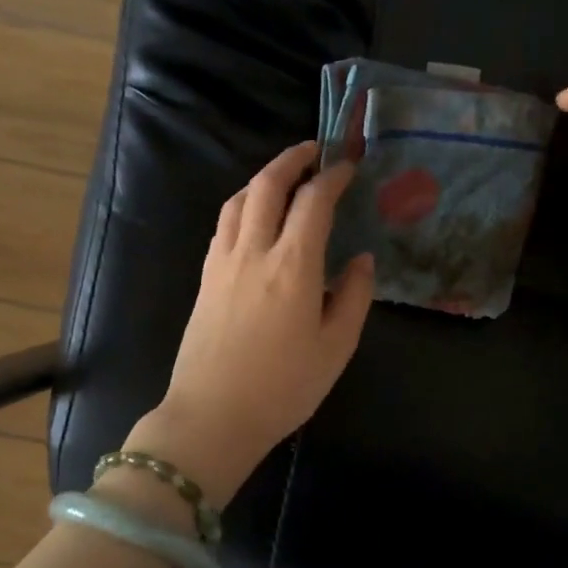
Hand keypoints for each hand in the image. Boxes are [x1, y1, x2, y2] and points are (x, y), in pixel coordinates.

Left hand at [129, 141, 374, 506]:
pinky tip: (255, 215)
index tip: (348, 166)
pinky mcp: (205, 277)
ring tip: (285, 176)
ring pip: (239, 199)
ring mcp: (223, 262)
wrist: (213, 416)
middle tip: (314, 151)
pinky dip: (244, 203)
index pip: (313, 201)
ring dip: (264, 177)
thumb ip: (353, 296)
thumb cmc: (284, 386)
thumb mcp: (336, 347)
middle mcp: (254, 251)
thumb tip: (361, 260)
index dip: (333, 177)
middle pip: (268, 186)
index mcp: (293, 265)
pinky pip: (225, 223)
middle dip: (292, 159)